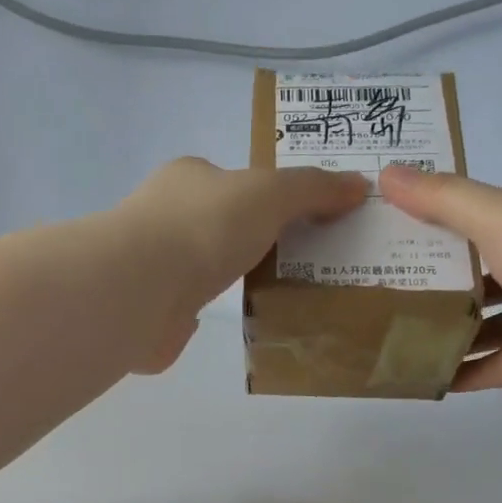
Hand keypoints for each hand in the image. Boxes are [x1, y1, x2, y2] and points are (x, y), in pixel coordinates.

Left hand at [114, 157, 367, 373]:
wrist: (142, 288)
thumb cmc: (206, 226)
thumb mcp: (271, 193)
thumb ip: (313, 189)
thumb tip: (359, 185)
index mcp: (187, 179)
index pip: (228, 180)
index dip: (263, 195)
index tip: (298, 220)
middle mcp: (163, 217)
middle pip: (214, 224)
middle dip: (245, 240)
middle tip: (294, 262)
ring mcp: (151, 266)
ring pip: (198, 268)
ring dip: (225, 278)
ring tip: (272, 296)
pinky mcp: (148, 311)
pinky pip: (183, 309)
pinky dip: (201, 313)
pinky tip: (222, 322)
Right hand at [380, 165, 501, 410]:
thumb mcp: (501, 218)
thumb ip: (443, 200)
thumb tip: (386, 171)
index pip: (472, 221)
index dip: (427, 226)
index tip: (378, 235)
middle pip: (474, 275)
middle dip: (428, 284)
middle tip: (371, 292)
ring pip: (483, 324)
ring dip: (442, 331)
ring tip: (386, 337)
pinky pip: (495, 365)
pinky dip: (462, 372)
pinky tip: (420, 376)